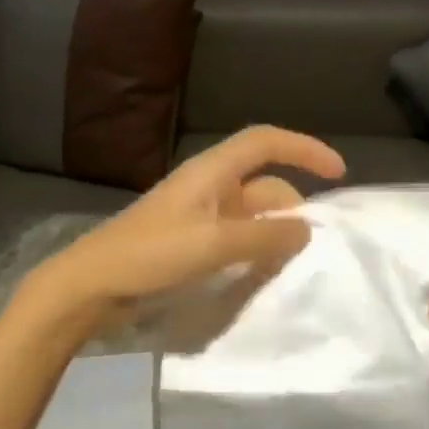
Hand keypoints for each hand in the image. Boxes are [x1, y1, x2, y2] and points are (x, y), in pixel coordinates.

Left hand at [30, 126, 345, 325]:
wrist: (90, 287)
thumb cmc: (150, 256)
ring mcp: (198, 216)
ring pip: (252, 217)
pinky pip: (236, 239)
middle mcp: (208, 188)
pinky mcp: (190, 243)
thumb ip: (264, 239)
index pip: (265, 142)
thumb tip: (306, 230)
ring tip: (295, 265)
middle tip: (316, 245)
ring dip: (275, 235)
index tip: (338, 173)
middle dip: (293, 209)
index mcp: (211, 172)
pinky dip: (255, 251)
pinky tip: (264, 275)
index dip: (304, 149)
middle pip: (264, 185)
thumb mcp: (213, 245)